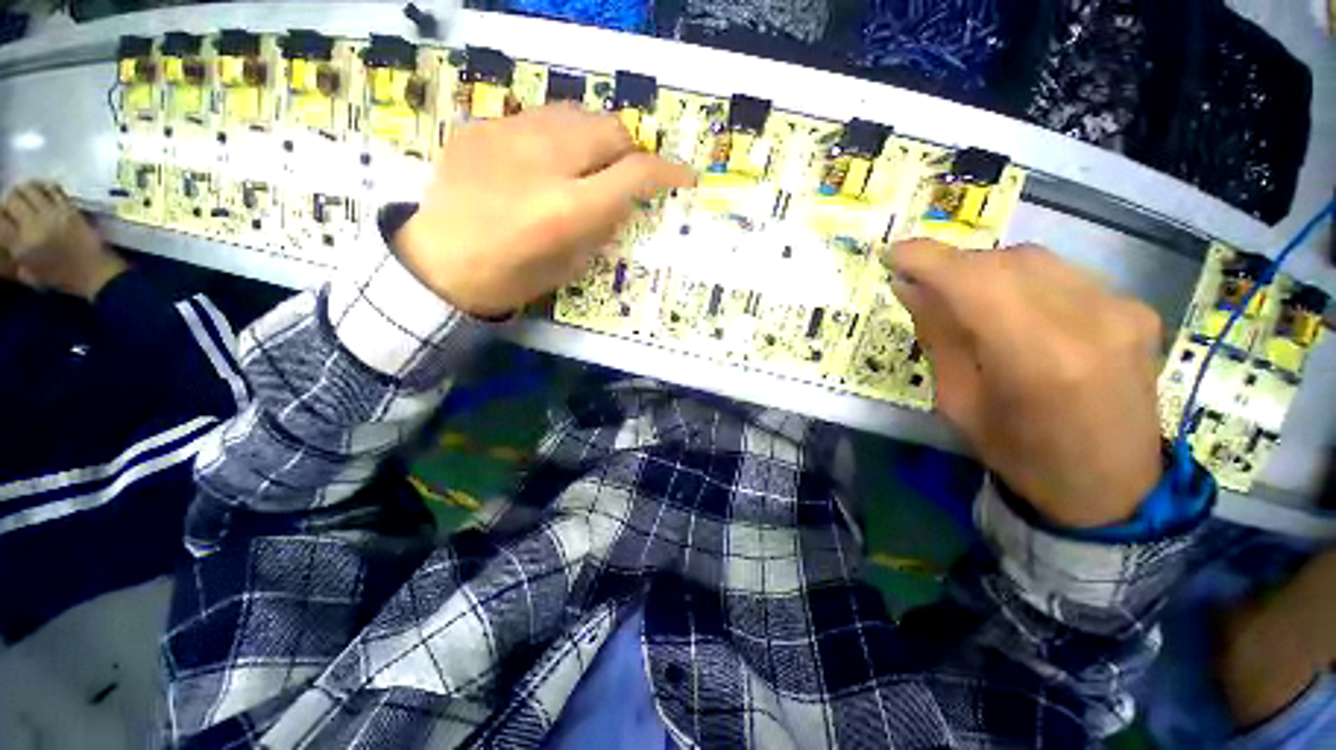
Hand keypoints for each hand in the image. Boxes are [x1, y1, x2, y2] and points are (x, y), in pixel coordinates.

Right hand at [0, 181, 127, 300]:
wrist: (95, 273)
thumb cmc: (61, 278)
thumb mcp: (29, 274)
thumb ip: (11, 258)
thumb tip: (2, 240)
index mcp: (21, 246)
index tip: (3, 218)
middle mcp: (33, 225)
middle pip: (12, 199)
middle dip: (9, 200)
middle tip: (12, 206)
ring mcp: (53, 214)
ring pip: (30, 188)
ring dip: (25, 190)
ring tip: (26, 197)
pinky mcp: (70, 208)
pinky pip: (53, 188)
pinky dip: (44, 186)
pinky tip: (43, 192)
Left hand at [393, 105, 696, 316]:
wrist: (439, 264)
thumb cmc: (514, 278)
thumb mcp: (573, 264)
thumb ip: (604, 224)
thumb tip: (625, 197)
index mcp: (568, 209)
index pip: (635, 173)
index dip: (667, 172)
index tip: (683, 175)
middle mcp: (543, 162)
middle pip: (608, 128)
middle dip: (628, 149)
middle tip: (625, 171)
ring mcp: (506, 136)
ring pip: (573, 113)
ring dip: (592, 136)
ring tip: (585, 162)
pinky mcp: (480, 126)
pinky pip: (534, 119)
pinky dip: (552, 138)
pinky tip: (539, 163)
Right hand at [885, 240, 1163, 528]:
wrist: (1112, 488)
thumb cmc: (1021, 455)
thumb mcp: (959, 403)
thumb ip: (938, 337)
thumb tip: (910, 287)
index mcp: (1037, 358)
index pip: (974, 282)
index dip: (929, 259)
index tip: (894, 253)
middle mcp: (1088, 321)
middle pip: (1006, 262)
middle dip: (955, 267)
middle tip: (926, 287)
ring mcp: (1122, 310)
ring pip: (1036, 260)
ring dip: (988, 272)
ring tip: (968, 301)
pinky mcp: (1137, 309)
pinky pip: (1064, 275)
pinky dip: (1025, 283)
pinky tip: (1017, 312)